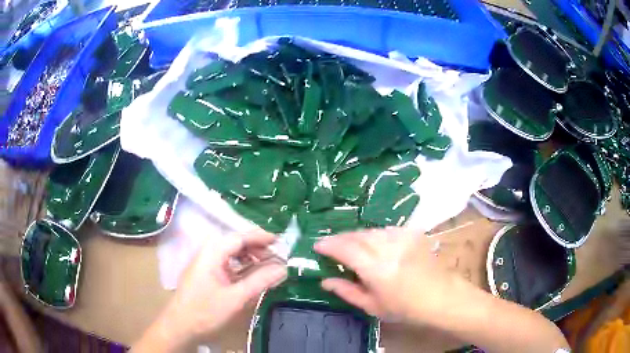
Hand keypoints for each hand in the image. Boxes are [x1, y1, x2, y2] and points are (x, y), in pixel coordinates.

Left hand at [133, 230, 286, 351]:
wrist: (179, 326)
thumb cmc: (205, 311)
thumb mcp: (236, 298)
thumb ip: (260, 281)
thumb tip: (283, 268)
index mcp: (212, 252)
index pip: (239, 237)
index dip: (260, 237)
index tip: (280, 242)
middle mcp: (207, 253)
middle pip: (235, 243)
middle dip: (257, 248)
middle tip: (276, 259)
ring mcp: (205, 264)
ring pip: (231, 254)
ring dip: (250, 258)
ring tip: (265, 267)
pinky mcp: (206, 275)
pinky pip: (227, 264)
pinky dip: (241, 267)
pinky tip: (250, 276)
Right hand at [315, 228, 569, 352]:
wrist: (443, 298)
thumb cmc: (407, 308)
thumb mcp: (373, 306)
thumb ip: (347, 290)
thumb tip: (325, 280)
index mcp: (376, 267)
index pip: (345, 248)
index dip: (328, 245)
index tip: (317, 246)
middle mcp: (389, 246)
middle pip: (357, 235)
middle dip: (340, 239)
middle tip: (331, 247)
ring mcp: (403, 237)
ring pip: (371, 230)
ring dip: (357, 236)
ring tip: (350, 247)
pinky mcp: (413, 234)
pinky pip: (386, 230)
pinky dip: (374, 235)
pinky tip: (373, 244)